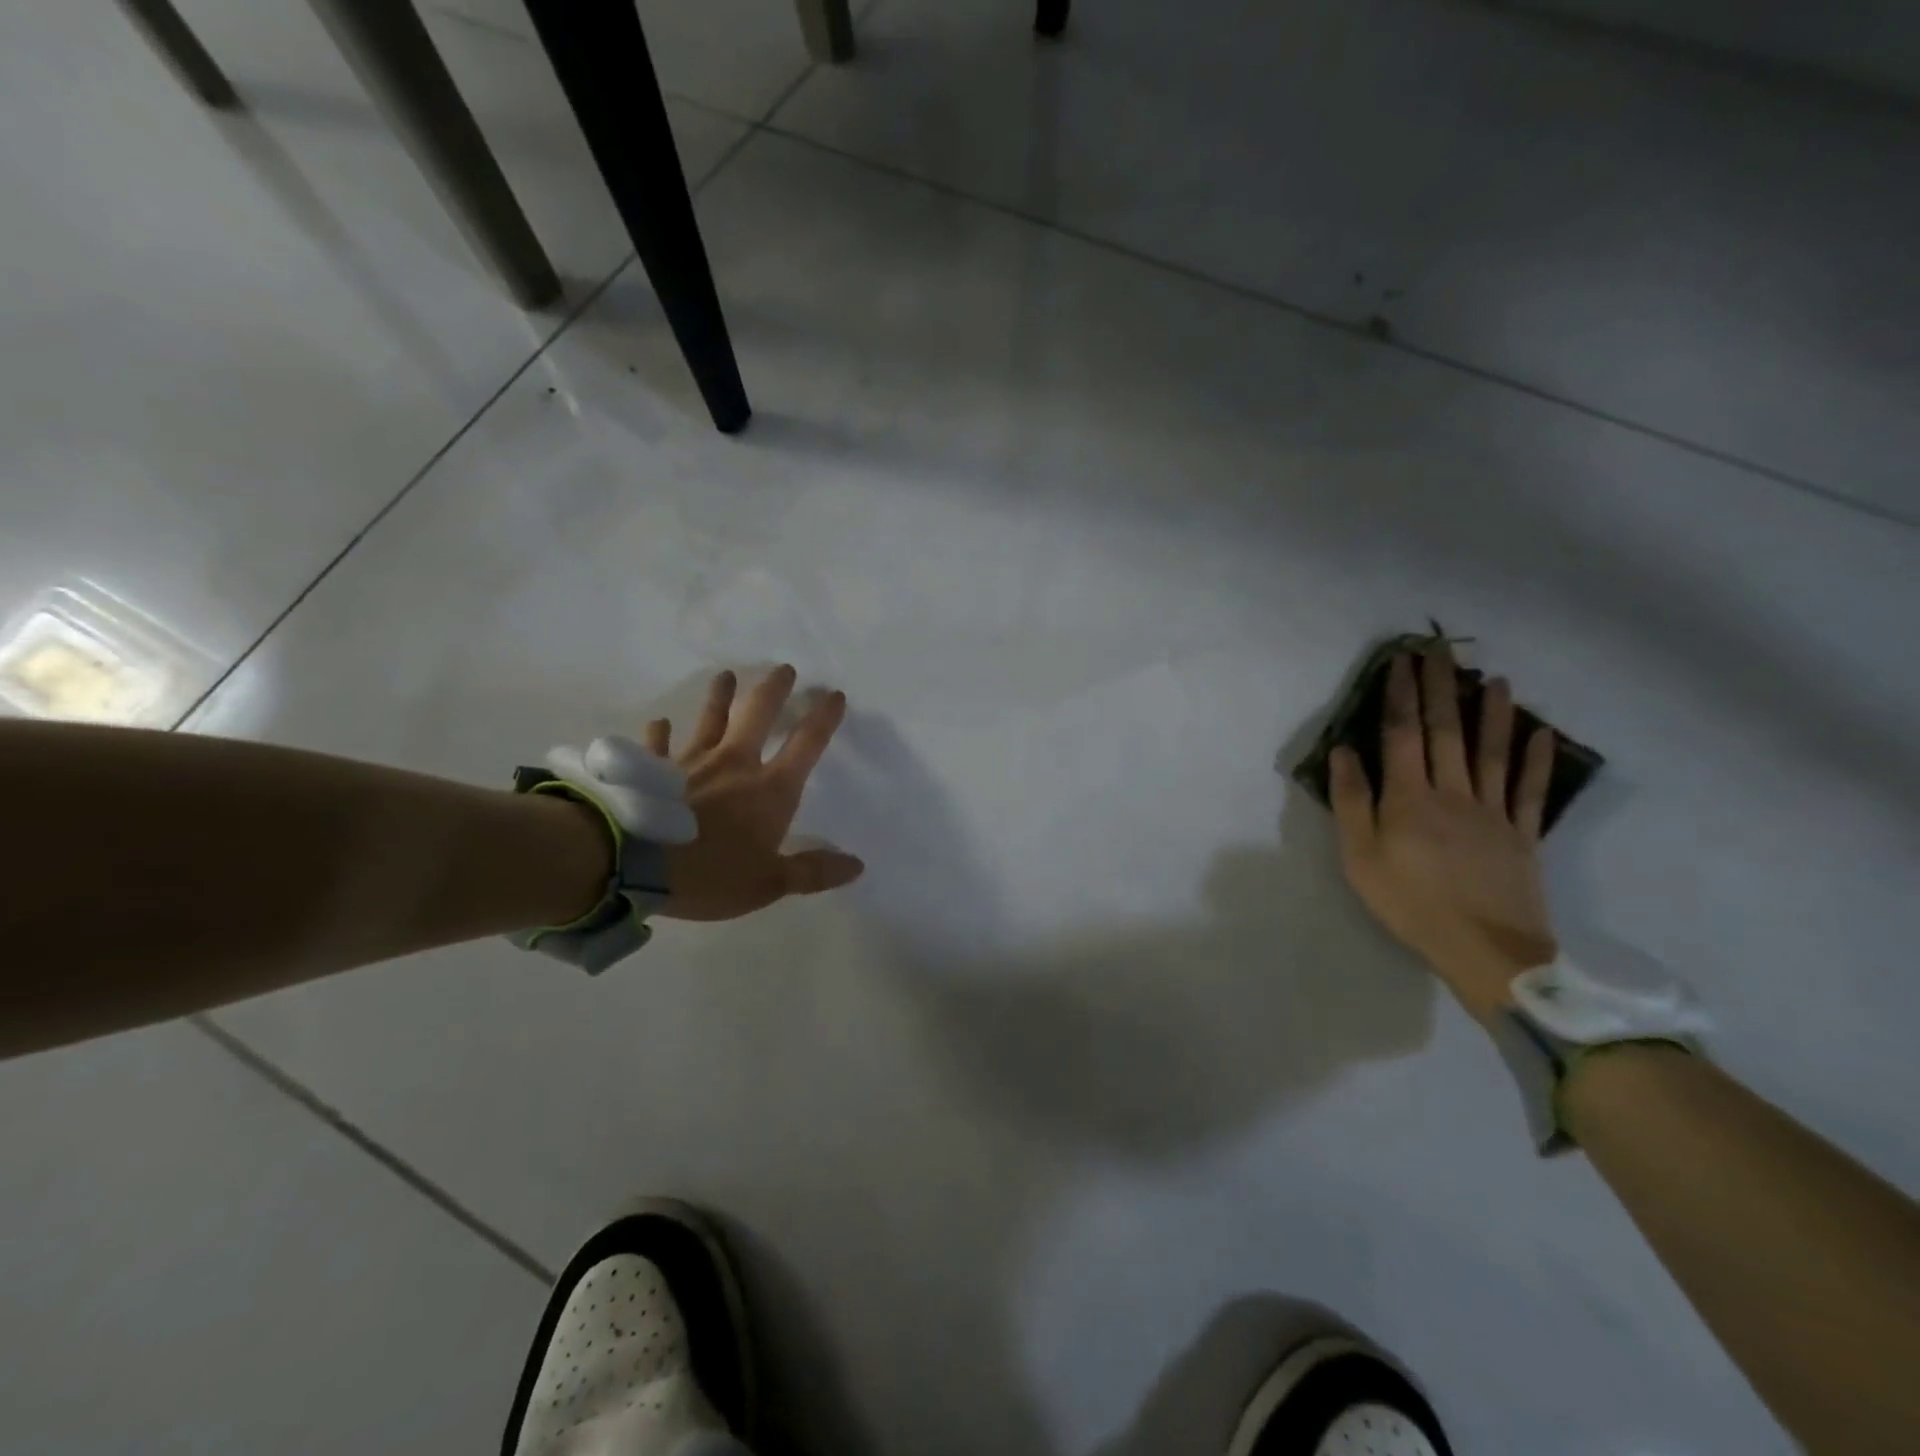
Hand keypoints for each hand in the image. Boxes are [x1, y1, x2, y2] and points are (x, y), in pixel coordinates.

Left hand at [644, 666, 863, 920]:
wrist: (633, 864)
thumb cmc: (710, 875)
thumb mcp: (770, 883)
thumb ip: (812, 872)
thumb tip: (857, 865)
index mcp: (770, 789)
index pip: (806, 745)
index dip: (823, 718)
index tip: (834, 694)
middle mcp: (735, 764)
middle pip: (759, 715)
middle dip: (775, 690)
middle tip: (784, 669)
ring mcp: (692, 763)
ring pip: (710, 719)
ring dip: (720, 696)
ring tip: (727, 674)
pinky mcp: (654, 771)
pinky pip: (658, 745)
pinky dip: (659, 733)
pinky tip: (659, 722)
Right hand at [1330, 644, 1558, 1022]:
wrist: (1485, 950)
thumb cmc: (1408, 903)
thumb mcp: (1359, 857)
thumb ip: (1352, 801)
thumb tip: (1344, 750)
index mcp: (1409, 798)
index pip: (1402, 734)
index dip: (1400, 695)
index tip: (1400, 662)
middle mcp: (1453, 793)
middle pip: (1447, 731)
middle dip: (1441, 688)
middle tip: (1441, 652)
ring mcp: (1493, 812)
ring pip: (1492, 752)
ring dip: (1493, 713)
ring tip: (1495, 680)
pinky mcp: (1522, 834)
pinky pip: (1529, 789)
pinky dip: (1536, 759)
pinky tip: (1542, 734)